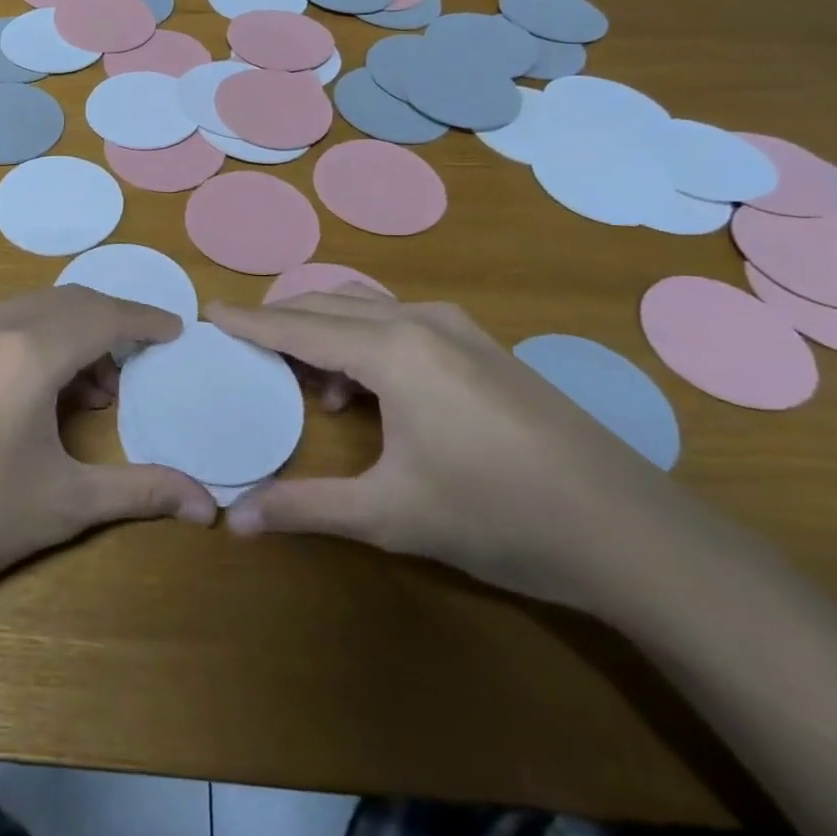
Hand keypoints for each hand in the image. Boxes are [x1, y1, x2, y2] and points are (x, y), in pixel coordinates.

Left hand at [0, 287, 216, 626]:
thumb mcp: (63, 504)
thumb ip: (141, 491)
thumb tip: (208, 507)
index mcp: (28, 351)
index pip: (104, 316)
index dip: (145, 320)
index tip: (175, 330)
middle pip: (70, 303)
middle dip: (111, 326)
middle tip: (138, 365)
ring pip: (35, 309)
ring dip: (73, 334)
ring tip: (92, 391)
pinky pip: (3, 323)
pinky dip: (37, 339)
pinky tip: (40, 391)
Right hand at [207, 296, 680, 607]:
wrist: (629, 531)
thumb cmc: (498, 515)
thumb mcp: (390, 514)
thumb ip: (305, 508)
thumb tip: (234, 519)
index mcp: (392, 349)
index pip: (298, 326)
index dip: (249, 321)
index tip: (207, 312)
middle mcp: (420, 321)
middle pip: (328, 304)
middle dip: (281, 320)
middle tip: (244, 344)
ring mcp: (458, 329)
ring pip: (366, 308)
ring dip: (326, 330)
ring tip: (308, 380)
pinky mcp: (483, 346)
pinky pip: (399, 321)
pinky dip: (364, 338)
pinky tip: (369, 389)